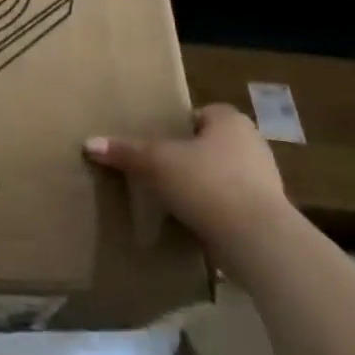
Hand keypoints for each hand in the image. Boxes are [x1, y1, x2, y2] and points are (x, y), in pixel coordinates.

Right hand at [83, 104, 291, 274]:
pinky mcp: (266, 214)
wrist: (258, 240)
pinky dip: (213, 211)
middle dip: (189, 156)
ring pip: (222, 175)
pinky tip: (191, 221)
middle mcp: (252, 144)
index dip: (179, 125)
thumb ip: (125, 152)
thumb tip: (88, 144)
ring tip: (171, 197)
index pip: (201, 113)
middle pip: (211, 144)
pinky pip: (231, 205)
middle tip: (158, 168)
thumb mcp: (156, 163)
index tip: (157, 142)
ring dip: (201, 185)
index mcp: (230, 121)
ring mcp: (264, 181)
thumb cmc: (208, 183)